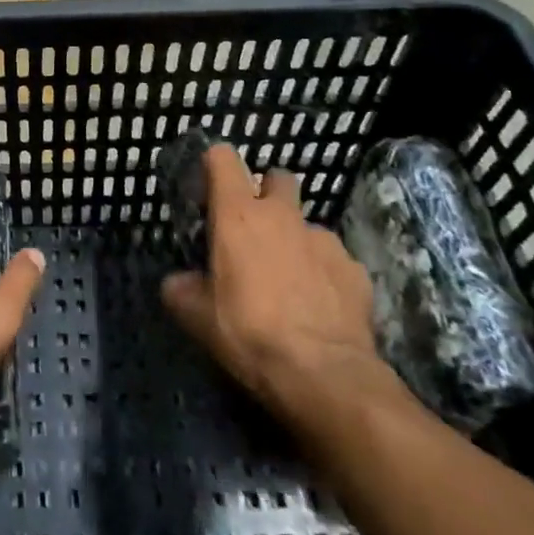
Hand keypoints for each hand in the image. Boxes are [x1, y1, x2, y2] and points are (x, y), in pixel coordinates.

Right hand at [162, 145, 391, 433]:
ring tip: (293, 280)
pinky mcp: (356, 269)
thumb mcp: (198, 317)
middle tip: (257, 228)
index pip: (223, 157)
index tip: (210, 188)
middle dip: (268, 193)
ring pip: (307, 224)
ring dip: (297, 241)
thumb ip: (182, 289)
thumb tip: (177, 283)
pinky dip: (326, 274)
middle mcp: (282, 214)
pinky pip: (335, 260)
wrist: (326, 376)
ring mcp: (324, 239)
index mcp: (238, 213)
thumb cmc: (250, 333)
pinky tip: (321, 306)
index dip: (215, 164)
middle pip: (277, 177)